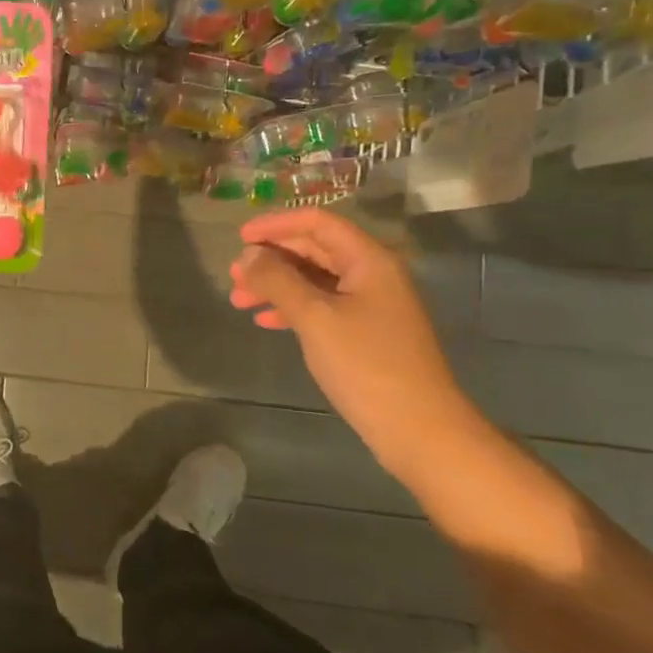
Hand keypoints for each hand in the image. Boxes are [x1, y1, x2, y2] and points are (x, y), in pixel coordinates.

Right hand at [228, 209, 467, 461]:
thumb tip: (248, 255)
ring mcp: (371, 305)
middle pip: (314, 249)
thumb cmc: (366, 365)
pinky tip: (266, 322)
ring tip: (239, 300)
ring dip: (276, 285)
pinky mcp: (366, 333)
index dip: (276, 224)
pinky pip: (322, 306)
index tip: (239, 238)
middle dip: (271, 258)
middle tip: (233, 275)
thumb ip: (278, 280)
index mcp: (368, 260)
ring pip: (314, 280)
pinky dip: (292, 308)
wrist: (419, 430)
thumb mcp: (315, 318)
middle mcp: (373, 274)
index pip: (317, 222)